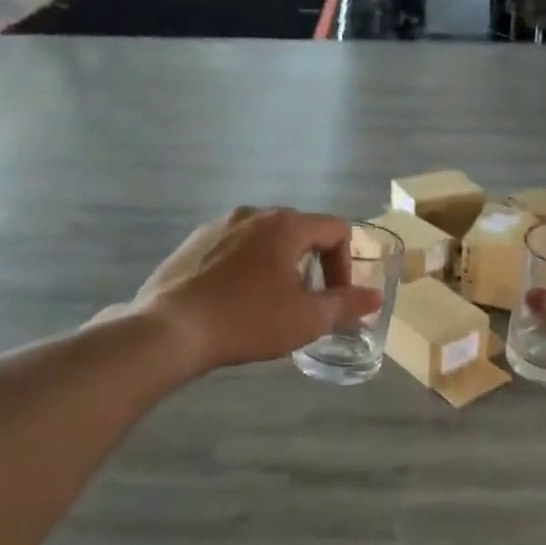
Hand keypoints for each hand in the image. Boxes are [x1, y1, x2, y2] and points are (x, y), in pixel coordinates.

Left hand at [131, 208, 380, 372]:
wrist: (170, 330)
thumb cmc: (247, 320)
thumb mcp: (306, 319)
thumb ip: (346, 304)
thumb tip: (375, 297)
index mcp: (285, 225)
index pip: (336, 229)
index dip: (346, 264)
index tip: (335, 298)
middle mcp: (253, 214)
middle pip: (301, 231)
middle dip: (314, 265)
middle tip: (307, 303)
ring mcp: (218, 225)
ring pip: (265, 239)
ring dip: (280, 265)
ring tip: (271, 303)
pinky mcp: (193, 243)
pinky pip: (235, 247)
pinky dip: (248, 267)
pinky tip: (236, 300)